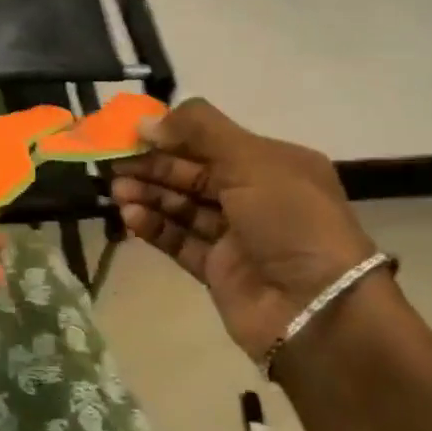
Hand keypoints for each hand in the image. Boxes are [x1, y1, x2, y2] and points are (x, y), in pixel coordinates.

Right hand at [110, 99, 378, 364]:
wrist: (317, 309)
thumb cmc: (289, 219)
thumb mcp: (251, 159)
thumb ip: (198, 131)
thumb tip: (146, 121)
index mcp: (273, 164)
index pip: (212, 141)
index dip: (172, 135)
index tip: (132, 134)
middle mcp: (255, 196)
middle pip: (193, 174)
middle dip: (154, 167)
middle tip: (114, 165)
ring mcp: (236, 236)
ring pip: (183, 207)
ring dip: (149, 195)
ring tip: (117, 191)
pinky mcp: (218, 270)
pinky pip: (180, 241)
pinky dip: (155, 227)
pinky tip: (130, 217)